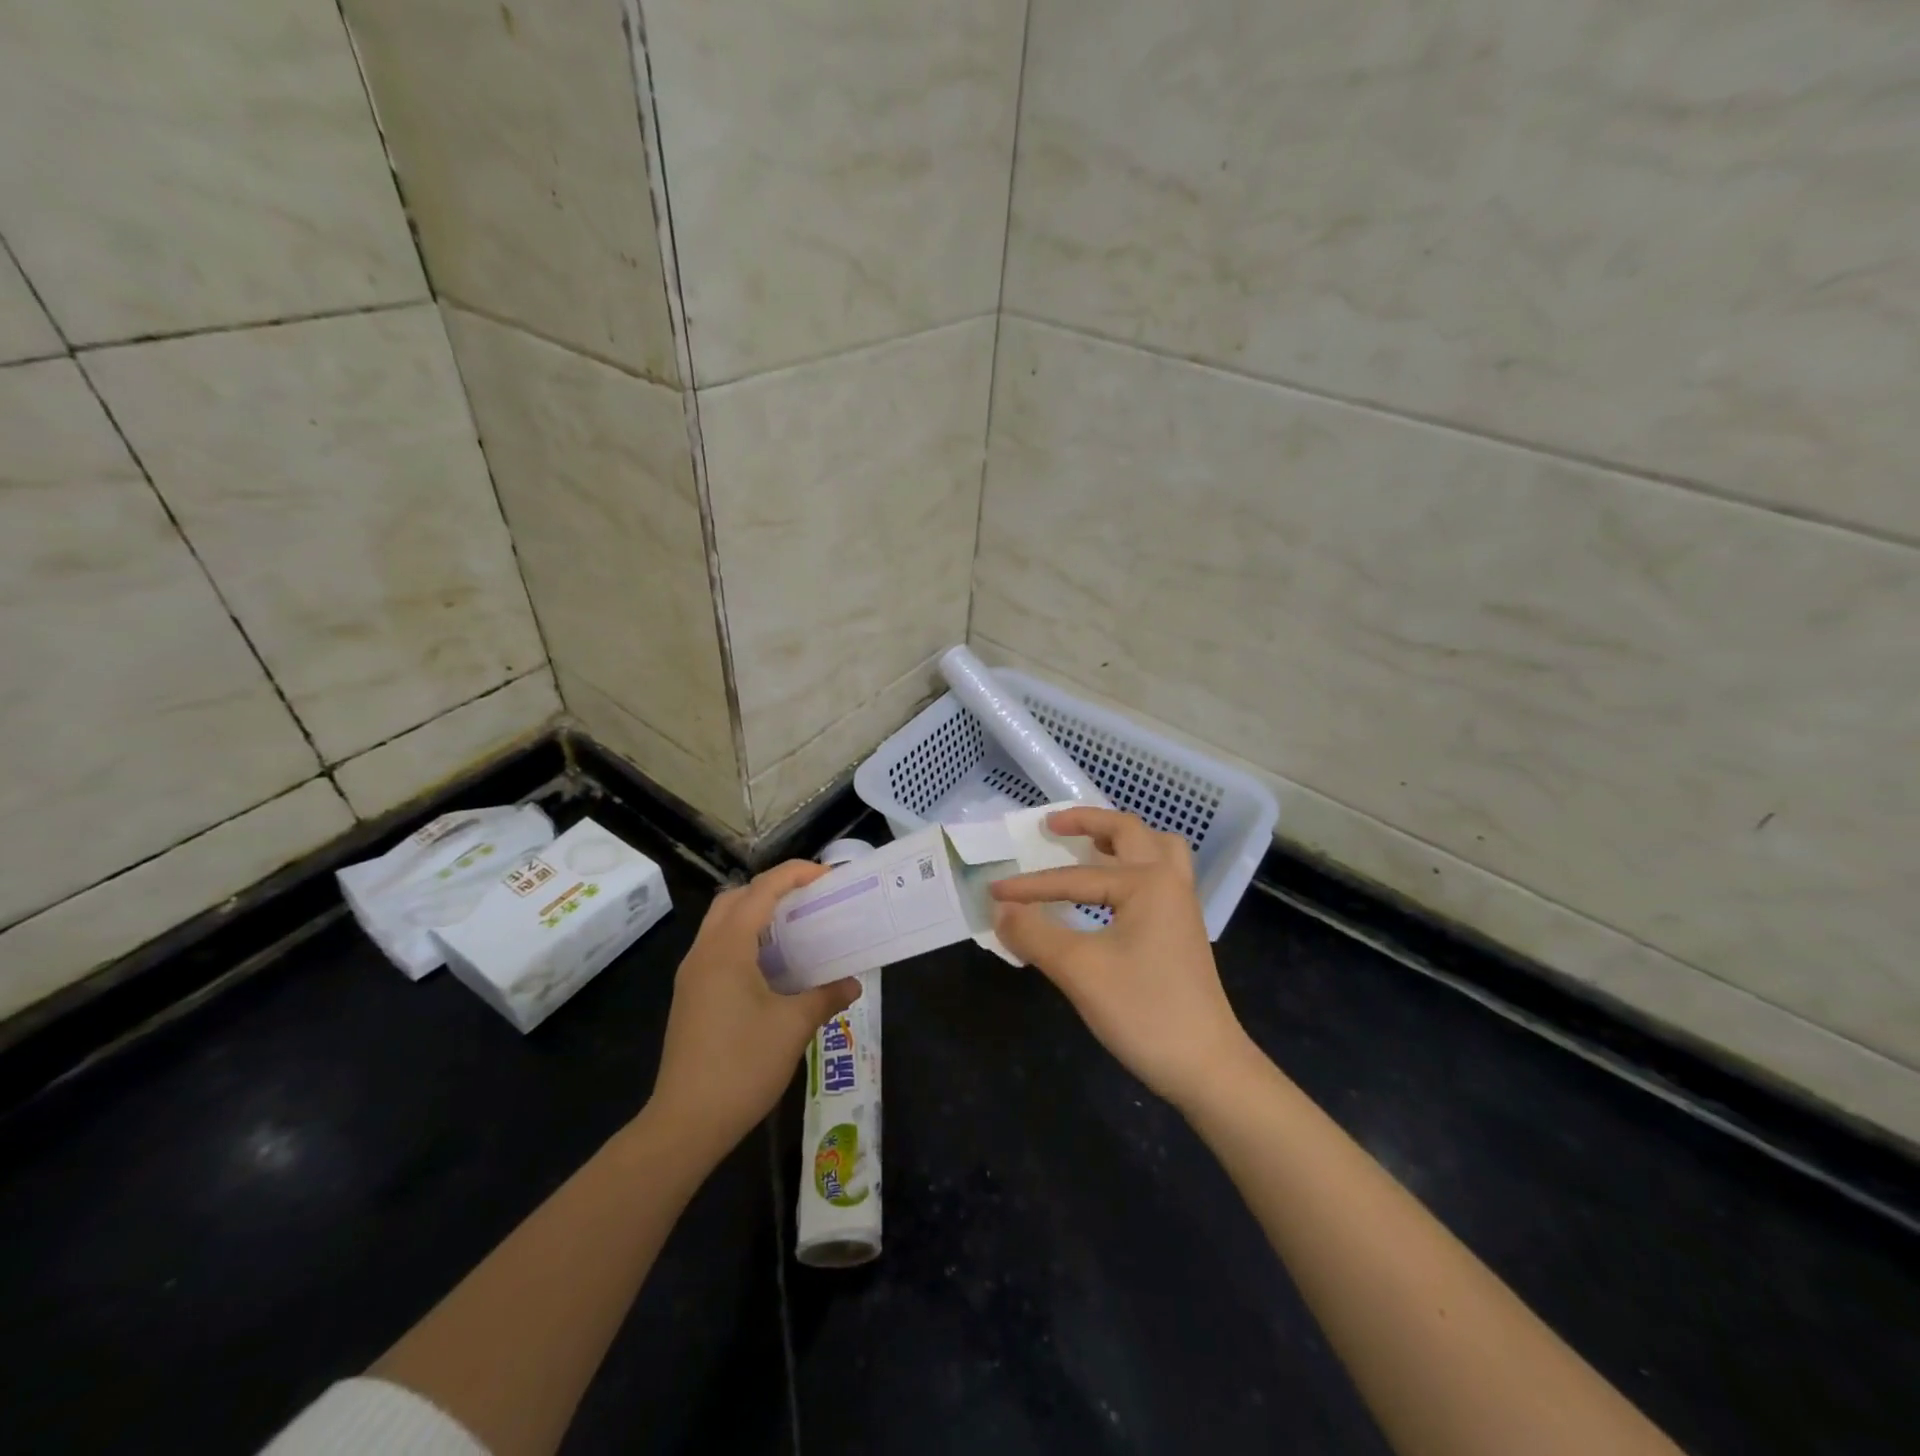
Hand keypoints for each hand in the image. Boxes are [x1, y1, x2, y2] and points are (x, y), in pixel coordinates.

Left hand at [650, 861, 859, 1154]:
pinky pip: (718, 948)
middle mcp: (704, 952)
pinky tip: (773, 966)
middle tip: (809, 899)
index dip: (794, 875)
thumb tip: (852, 983)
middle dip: (771, 888)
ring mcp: (692, 975)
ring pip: (722, 923)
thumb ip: (826, 996)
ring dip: (756, 914)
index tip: (827, 877)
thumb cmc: (742, 1066)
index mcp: (727, 948)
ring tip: (795, 928)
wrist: (686, 1123)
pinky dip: (746, 939)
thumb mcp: (793, 1027)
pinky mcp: (691, 997)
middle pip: (735, 898)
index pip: (761, 891)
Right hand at [990, 807, 1255, 1110]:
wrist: (1208, 1068)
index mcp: (1148, 882)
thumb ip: (1035, 934)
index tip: (993, 893)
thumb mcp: (1079, 971)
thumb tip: (1000, 911)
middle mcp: (1169, 882)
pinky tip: (1109, 890)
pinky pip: (1159, 875)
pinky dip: (1132, 866)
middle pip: (1129, 832)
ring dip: (1121, 839)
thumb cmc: (1144, 1012)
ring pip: (1155, 850)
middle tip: (1052, 826)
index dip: (1029, 887)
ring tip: (1088, 845)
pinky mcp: (1182, 930)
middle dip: (1088, 822)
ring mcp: (1181, 906)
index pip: (1074, 877)